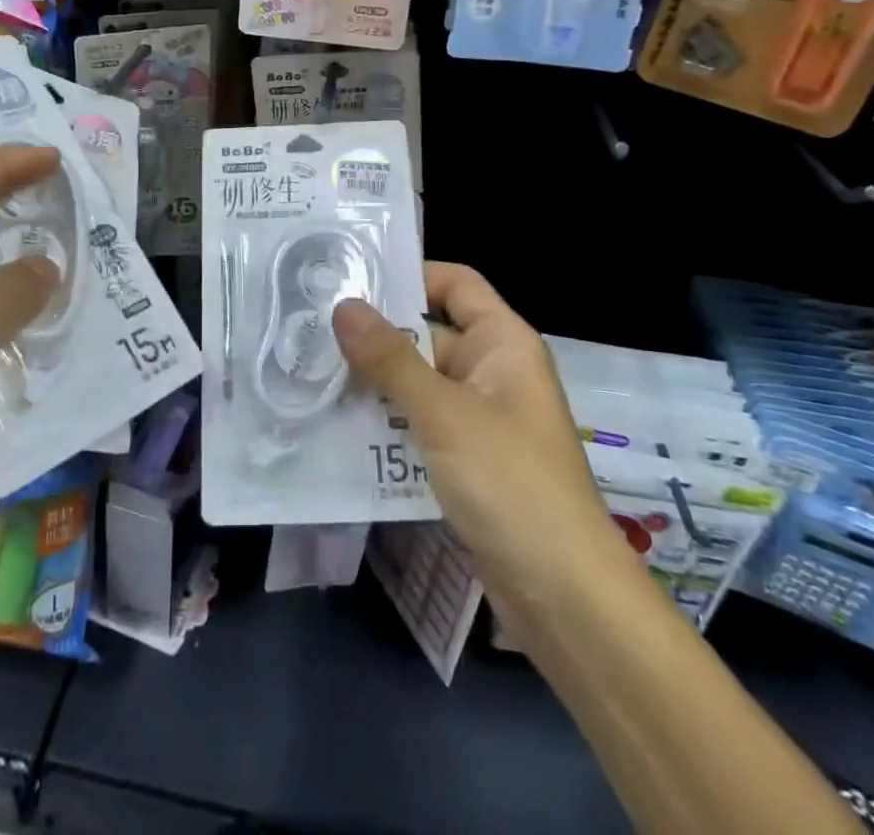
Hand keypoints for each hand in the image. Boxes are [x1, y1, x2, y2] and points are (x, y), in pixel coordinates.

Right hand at [332, 264, 625, 618]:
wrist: (564, 598)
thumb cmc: (511, 483)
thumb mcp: (444, 414)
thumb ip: (390, 359)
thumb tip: (343, 304)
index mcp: (502, 343)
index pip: (455, 284)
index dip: (410, 274)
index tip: (352, 281)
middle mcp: (491, 372)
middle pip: (427, 335)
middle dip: (374, 338)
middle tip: (309, 333)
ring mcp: (478, 419)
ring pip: (417, 385)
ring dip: (372, 386)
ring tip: (309, 378)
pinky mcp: (465, 462)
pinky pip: (418, 427)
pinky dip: (385, 427)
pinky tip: (336, 431)